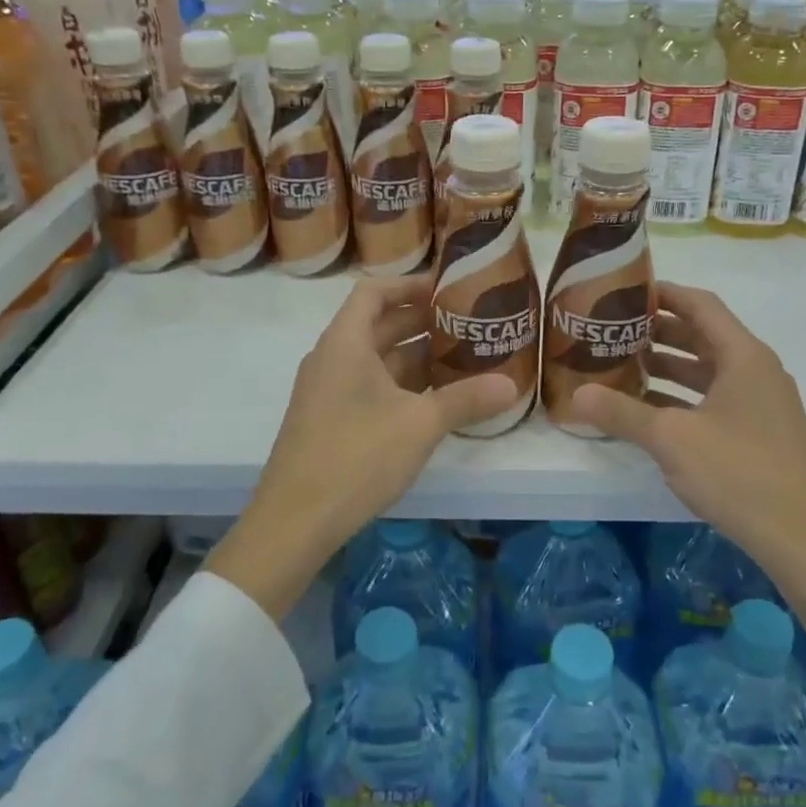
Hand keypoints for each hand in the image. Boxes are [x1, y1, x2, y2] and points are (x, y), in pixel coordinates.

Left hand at [204, 273, 515, 618]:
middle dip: (421, 321)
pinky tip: (433, 400)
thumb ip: (465, 399)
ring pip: (375, 358)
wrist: (294, 521)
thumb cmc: (356, 456)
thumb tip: (511, 385)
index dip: (410, 284)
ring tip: (461, 357)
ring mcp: (327, 391)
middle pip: (378, 323)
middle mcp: (332, 358)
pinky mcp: (329, 419)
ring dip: (414, 355)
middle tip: (467, 323)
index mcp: (345, 343)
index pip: (374, 291)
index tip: (447, 289)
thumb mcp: (419, 424)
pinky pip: (368, 385)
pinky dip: (400, 383)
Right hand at [571, 281, 805, 561]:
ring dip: (670, 365)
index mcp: (743, 356)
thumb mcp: (672, 440)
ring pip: (709, 370)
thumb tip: (577, 395)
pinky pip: (717, 398)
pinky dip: (685, 397)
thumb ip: (623, 413)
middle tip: (615, 331)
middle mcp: (757, 370)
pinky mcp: (762, 432)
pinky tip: (651, 411)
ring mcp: (763, 403)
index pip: (701, 305)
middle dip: (659, 331)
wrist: (803, 539)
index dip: (664, 293)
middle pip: (704, 335)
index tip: (626, 290)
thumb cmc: (739, 473)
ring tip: (625, 366)